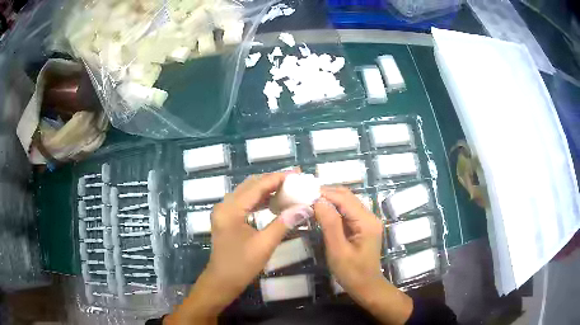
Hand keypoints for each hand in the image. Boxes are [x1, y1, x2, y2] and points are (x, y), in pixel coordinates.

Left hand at [167, 172, 308, 323]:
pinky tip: (274, 202)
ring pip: (247, 192)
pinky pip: (245, 202)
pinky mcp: (227, 218)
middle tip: (295, 179)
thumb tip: (305, 208)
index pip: (257, 186)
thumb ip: (284, 223)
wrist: (222, 281)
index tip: (297, 174)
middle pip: (251, 185)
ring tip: (288, 187)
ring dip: (267, 189)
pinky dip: (260, 199)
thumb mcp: (264, 245)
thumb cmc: (241, 266)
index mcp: (231, 210)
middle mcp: (225, 205)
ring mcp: (224, 211)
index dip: (278, 178)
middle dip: (273, 180)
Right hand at [314, 186, 412, 324]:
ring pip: (347, 202)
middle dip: (326, 194)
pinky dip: (333, 209)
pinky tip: (321, 212)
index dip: (324, 193)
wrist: (366, 287)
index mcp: (366, 221)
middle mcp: (369, 216)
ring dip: (329, 200)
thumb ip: (330, 224)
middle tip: (304, 197)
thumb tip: (318, 201)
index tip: (303, 193)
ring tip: (309, 202)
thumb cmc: (352, 272)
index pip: (344, 198)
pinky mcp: (363, 226)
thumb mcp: (338, 250)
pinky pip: (347, 212)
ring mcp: (367, 221)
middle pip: (347, 197)